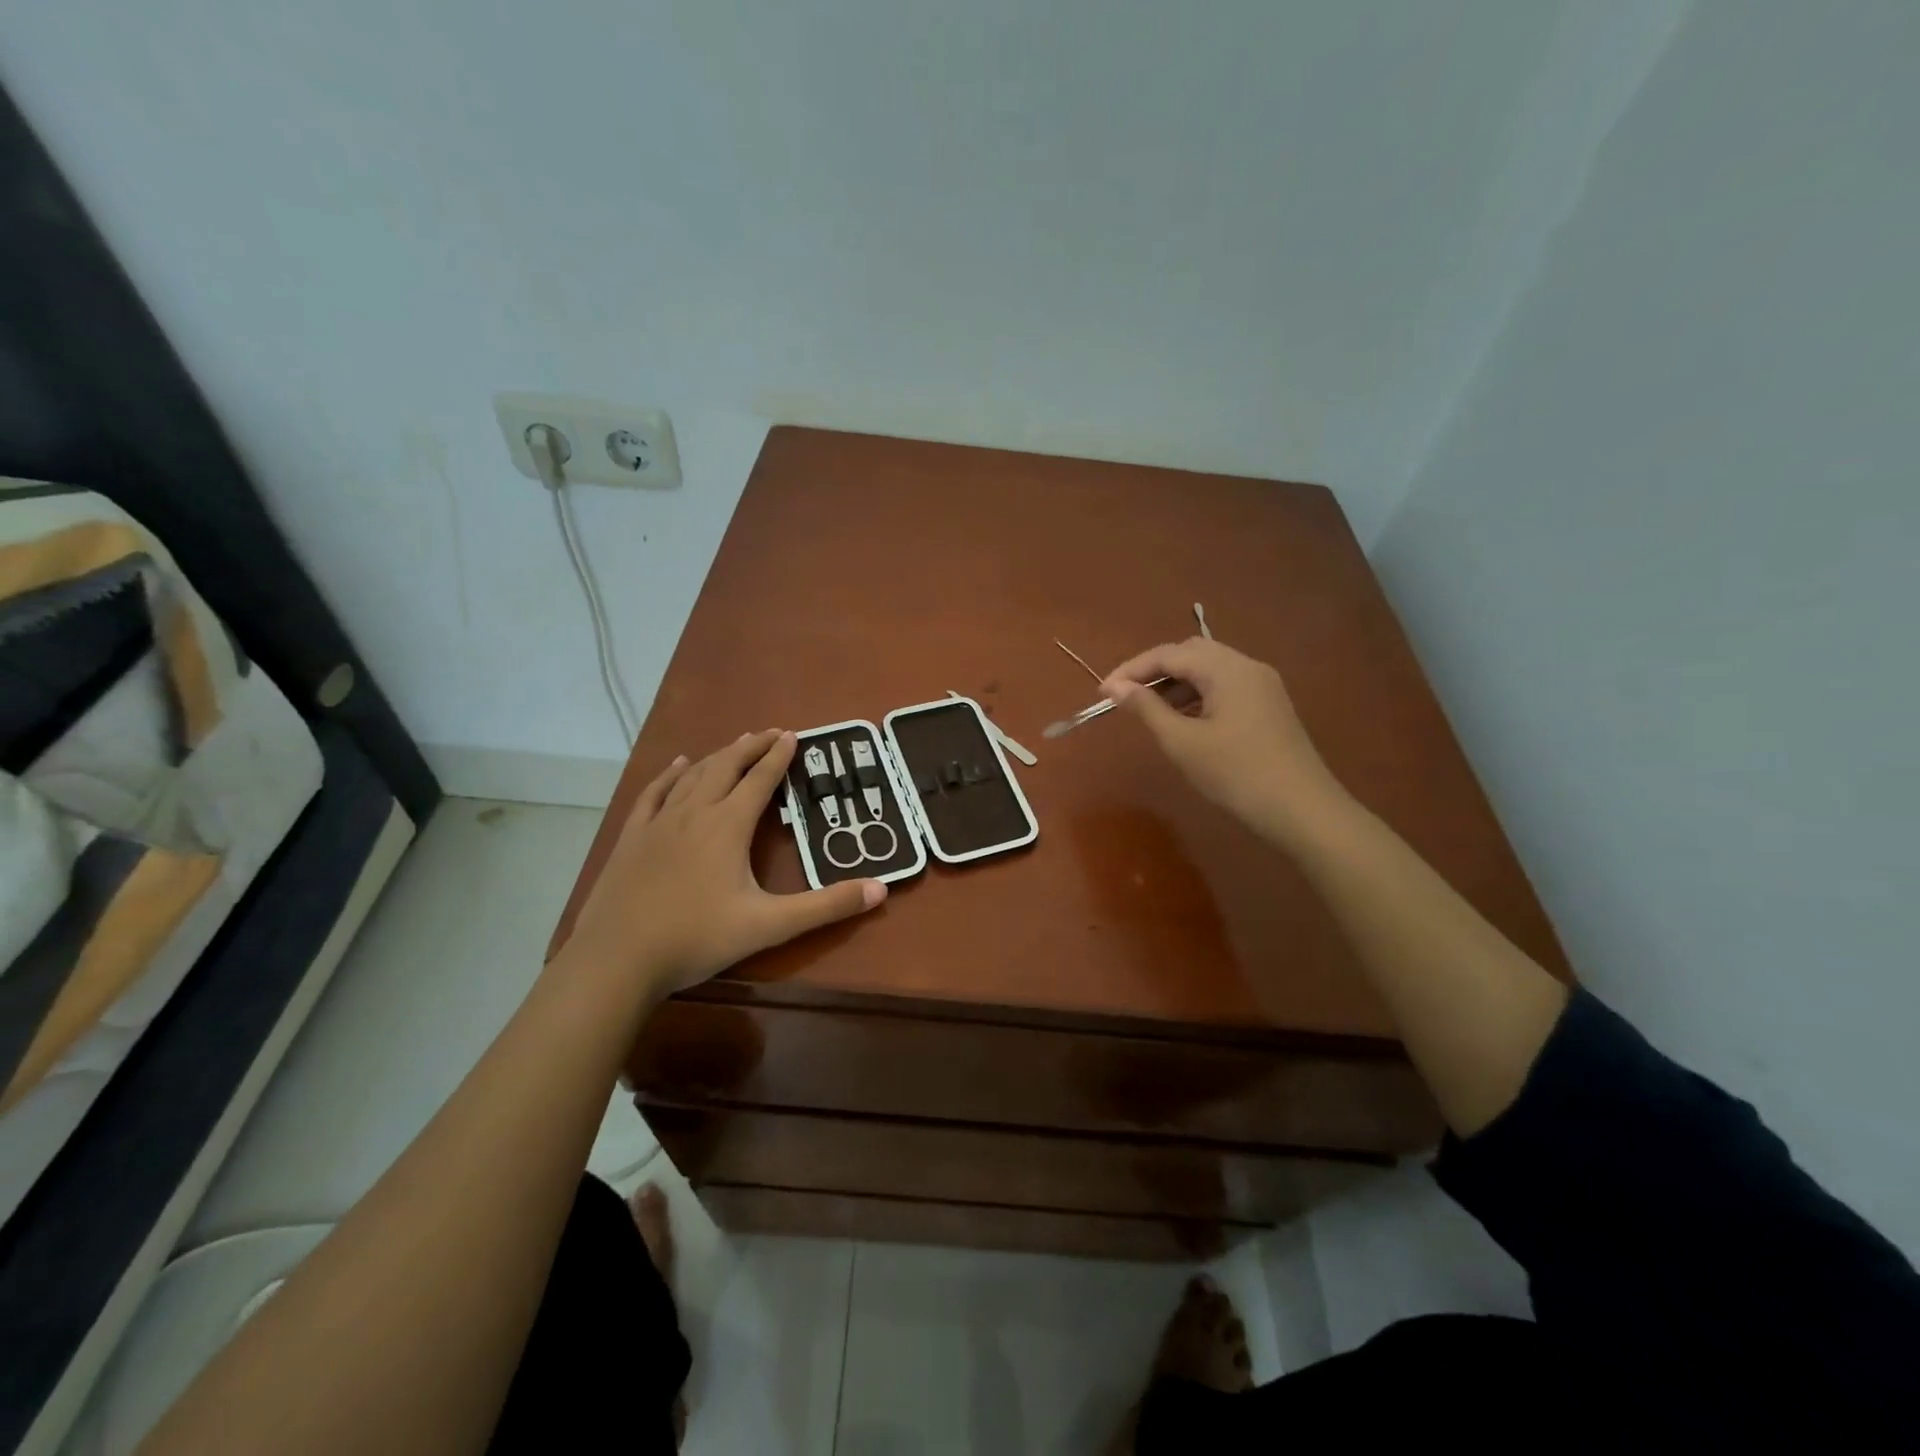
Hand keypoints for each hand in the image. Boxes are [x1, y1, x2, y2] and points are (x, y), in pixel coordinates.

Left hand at [562, 730, 885, 998]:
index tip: (793, 735)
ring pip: (693, 775)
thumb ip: (826, 907)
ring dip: (718, 755)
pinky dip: (671, 774)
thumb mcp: (770, 925)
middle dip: (751, 747)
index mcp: (728, 826)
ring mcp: (659, 822)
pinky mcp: (633, 837)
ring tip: (735, 743)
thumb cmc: (696, 938)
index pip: (760, 780)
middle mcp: (694, 812)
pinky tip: (678, 765)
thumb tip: (880, 889)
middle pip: (727, 766)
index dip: (778, 756)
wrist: (616, 960)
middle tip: (771, 732)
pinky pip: (654, 793)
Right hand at [1101, 638, 1349, 844]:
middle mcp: (1247, 667)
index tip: (1102, 692)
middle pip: (1191, 653)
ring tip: (1148, 711)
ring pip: (1209, 670)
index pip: (1169, 654)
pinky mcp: (1269, 707)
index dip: (1132, 669)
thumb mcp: (1183, 742)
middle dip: (1154, 670)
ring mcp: (1263, 686)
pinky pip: (1225, 687)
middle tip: (1125, 697)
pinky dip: (1197, 696)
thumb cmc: (1236, 775)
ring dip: (1175, 684)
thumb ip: (1147, 709)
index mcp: (1227, 669)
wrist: (1303, 811)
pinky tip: (1183, 721)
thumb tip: (1116, 687)